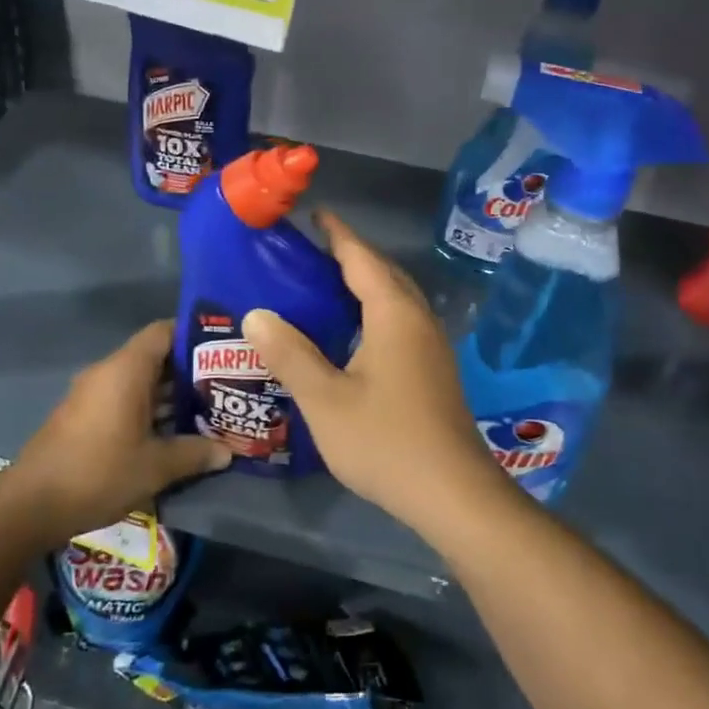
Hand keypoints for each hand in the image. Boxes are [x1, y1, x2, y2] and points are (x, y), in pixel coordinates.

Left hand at [2, 320, 230, 545]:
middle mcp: (107, 372)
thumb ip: (194, 453)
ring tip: (205, 409)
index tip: (222, 349)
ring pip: (138, 381)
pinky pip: (123, 398)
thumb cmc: (98, 473)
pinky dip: (147, 408)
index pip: (163, 332)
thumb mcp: (155, 466)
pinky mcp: (82, 416)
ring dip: (168, 393)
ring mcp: (91, 394)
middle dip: (188, 370)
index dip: (193, 335)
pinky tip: (170, 431)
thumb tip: (228, 451)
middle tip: (222, 384)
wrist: (30, 505)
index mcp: (126, 370)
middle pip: (154, 356)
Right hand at [243, 211, 510, 540]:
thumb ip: (289, 354)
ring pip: (395, 298)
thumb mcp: (325, 400)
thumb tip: (255, 314)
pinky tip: (350, 333)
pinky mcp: (433, 369)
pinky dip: (373, 310)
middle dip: (350, 255)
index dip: (337, 233)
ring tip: (323, 287)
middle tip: (309, 252)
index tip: (314, 213)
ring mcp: (431, 346)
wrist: (453, 494)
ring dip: (364, 283)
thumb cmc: (385, 442)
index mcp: (393, 314)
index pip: (362, 258)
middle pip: (383, 272)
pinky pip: (400, 321)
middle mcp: (417, 319)